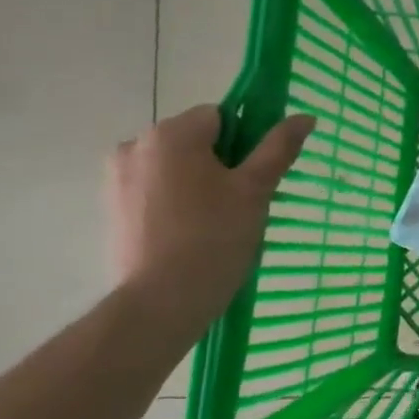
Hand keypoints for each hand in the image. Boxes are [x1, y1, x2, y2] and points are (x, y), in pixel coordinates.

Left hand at [107, 105, 314, 328]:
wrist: (160, 303)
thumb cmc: (213, 238)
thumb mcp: (255, 190)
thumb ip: (279, 147)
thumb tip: (305, 116)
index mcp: (171, 133)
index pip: (221, 116)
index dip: (246, 142)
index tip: (255, 176)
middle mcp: (136, 145)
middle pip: (195, 139)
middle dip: (221, 162)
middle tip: (242, 203)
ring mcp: (118, 177)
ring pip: (176, 165)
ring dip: (199, 182)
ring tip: (217, 222)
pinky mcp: (113, 207)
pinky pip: (156, 188)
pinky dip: (176, 201)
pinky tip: (190, 233)